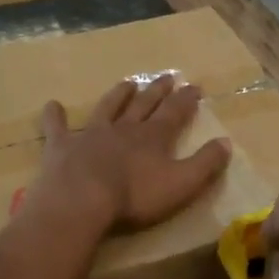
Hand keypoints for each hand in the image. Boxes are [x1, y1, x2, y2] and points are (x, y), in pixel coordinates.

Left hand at [34, 75, 232, 233]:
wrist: (82, 201)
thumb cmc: (135, 197)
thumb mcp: (182, 184)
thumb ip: (206, 164)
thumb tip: (226, 143)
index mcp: (154, 138)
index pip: (175, 112)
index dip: (186, 100)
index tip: (195, 86)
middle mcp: (124, 129)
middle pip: (144, 105)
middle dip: (157, 91)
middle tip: (167, 77)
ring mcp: (91, 135)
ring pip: (108, 108)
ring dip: (118, 95)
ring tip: (127, 83)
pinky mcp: (62, 147)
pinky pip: (58, 127)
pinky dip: (55, 116)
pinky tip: (52, 105)